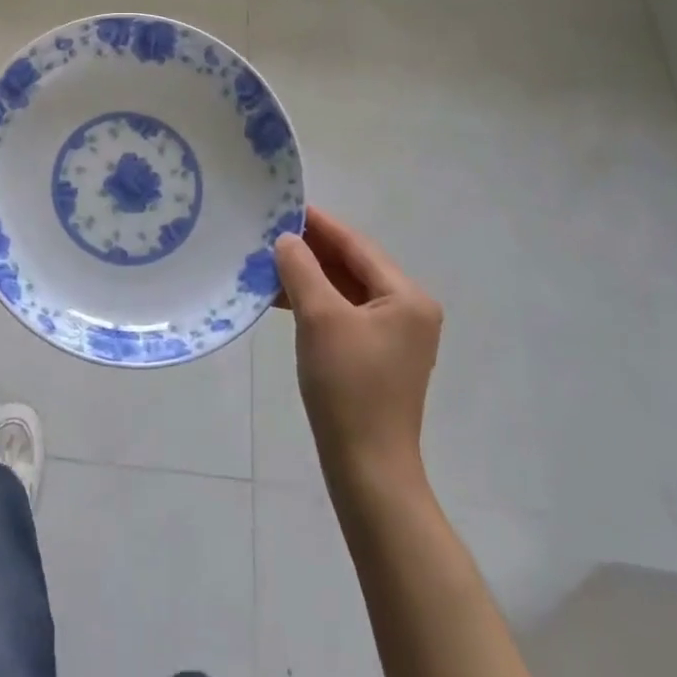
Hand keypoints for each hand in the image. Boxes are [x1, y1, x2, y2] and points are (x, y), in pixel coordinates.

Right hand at [274, 207, 443, 480]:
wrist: (367, 470)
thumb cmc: (348, 386)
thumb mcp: (319, 318)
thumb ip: (301, 268)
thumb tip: (286, 239)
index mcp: (406, 296)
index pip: (356, 245)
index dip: (318, 224)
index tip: (283, 206)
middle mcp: (408, 310)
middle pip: (353, 265)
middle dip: (311, 251)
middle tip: (269, 234)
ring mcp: (395, 335)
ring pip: (345, 289)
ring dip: (309, 276)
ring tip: (268, 264)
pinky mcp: (377, 356)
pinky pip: (344, 313)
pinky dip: (315, 302)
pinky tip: (283, 298)